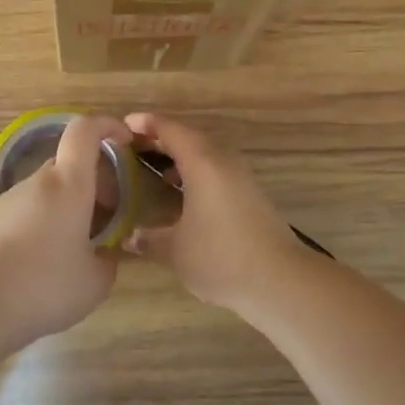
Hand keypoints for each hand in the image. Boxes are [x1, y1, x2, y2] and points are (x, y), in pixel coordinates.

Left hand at [0, 113, 132, 344]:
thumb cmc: (45, 285)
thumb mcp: (96, 282)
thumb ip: (109, 260)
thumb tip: (106, 252)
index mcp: (69, 185)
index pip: (85, 131)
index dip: (107, 125)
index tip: (124, 141)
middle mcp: (38, 182)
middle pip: (68, 165)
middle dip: (92, 181)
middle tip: (106, 216)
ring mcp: (9, 200)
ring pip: (47, 190)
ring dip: (67, 205)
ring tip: (76, 245)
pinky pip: (26, 211)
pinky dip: (43, 222)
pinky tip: (43, 262)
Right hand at [125, 113, 320, 314]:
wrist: (281, 280)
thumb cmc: (221, 258)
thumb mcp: (175, 251)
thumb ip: (148, 239)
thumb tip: (128, 237)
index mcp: (202, 163)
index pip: (170, 129)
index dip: (146, 124)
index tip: (123, 125)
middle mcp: (223, 161)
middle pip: (189, 138)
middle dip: (161, 139)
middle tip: (134, 148)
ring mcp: (241, 177)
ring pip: (206, 154)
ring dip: (180, 157)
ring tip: (156, 173)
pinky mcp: (251, 194)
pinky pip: (217, 170)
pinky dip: (196, 172)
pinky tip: (184, 196)